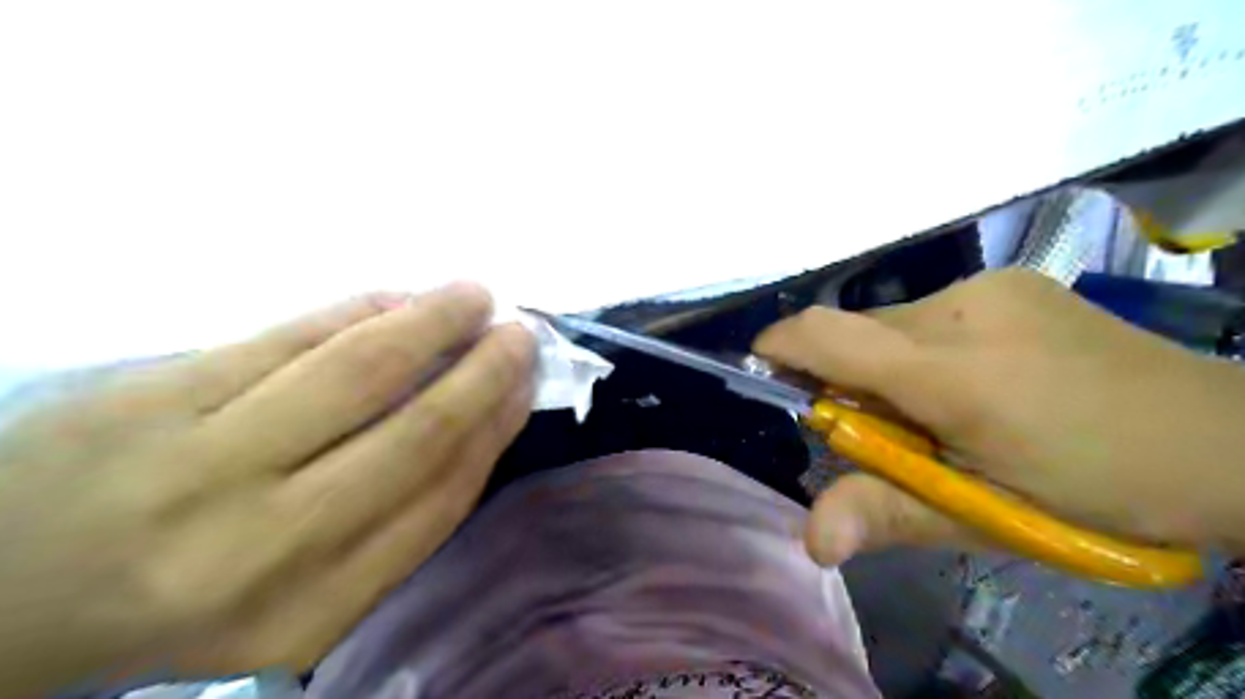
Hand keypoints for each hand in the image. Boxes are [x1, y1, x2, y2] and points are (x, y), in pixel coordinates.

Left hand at [0, 281, 529, 695]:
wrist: (6, 596)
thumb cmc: (190, 596)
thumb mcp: (304, 597)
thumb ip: (395, 520)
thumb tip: (477, 422)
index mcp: (313, 608)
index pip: (441, 499)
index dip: (494, 430)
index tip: (525, 388)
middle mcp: (265, 544)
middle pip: (414, 432)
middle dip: (483, 373)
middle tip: (520, 332)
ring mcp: (200, 463)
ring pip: (358, 369)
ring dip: (433, 321)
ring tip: (474, 296)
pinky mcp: (151, 397)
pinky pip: (290, 336)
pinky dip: (360, 309)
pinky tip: (399, 297)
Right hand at [754, 268, 1244, 567]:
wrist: (1223, 439)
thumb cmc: (1098, 494)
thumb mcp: (987, 516)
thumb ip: (889, 512)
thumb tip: (811, 539)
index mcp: (954, 376)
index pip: (826, 335)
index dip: (778, 349)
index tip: (762, 374)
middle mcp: (962, 311)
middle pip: (855, 334)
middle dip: (844, 379)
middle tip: (887, 431)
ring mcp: (989, 287)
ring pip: (890, 324)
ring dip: (886, 366)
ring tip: (939, 410)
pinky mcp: (1008, 280)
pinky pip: (926, 314)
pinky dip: (919, 348)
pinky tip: (974, 380)